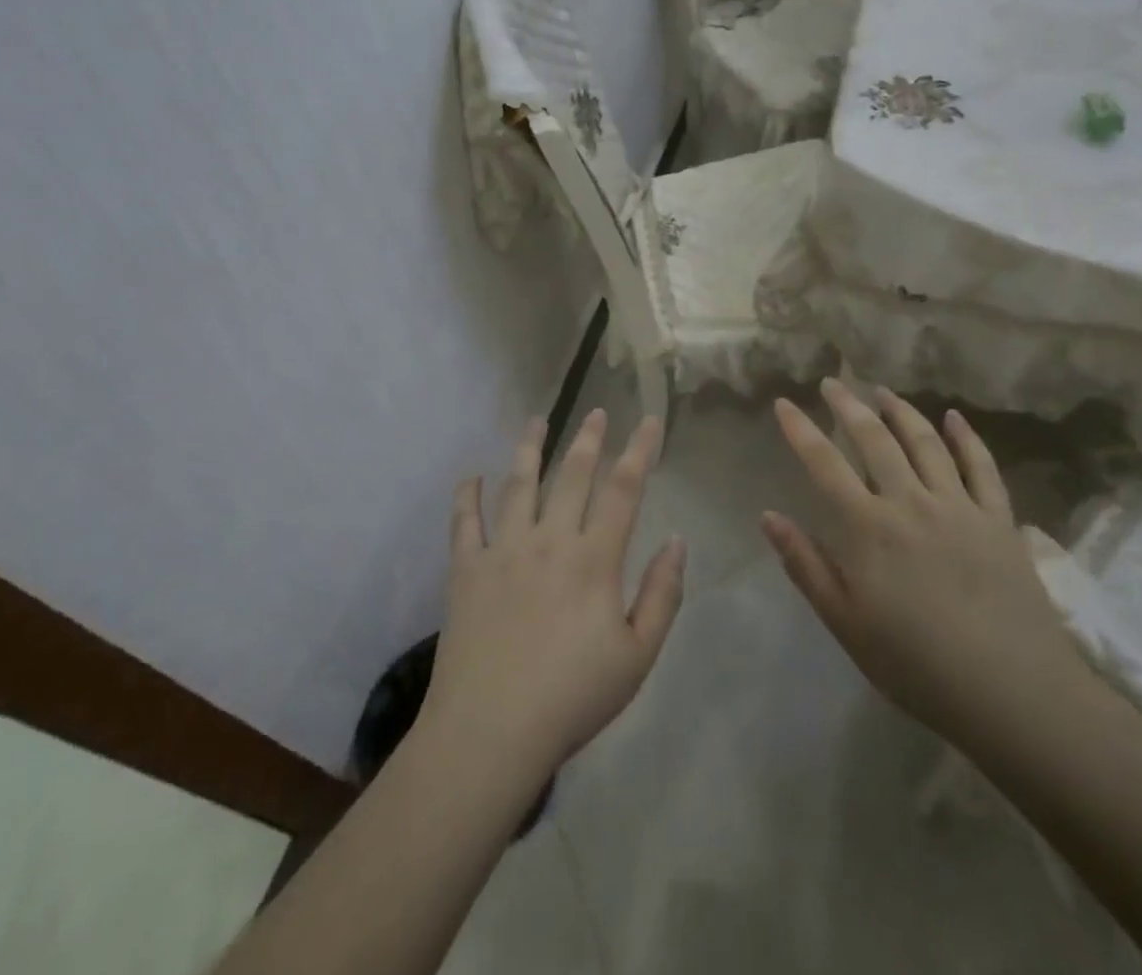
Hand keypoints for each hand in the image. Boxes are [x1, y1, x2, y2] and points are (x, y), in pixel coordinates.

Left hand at [421, 411, 685, 783]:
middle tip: (597, 411)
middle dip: (589, 439)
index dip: (640, 451)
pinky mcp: (466, 568)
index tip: (650, 420)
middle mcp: (549, 539)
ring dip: (530, 448)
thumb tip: (676, 540)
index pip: (623, 490)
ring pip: (519, 484)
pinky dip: (467, 495)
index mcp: (594, 559)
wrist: (490, 730)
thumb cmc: (572, 697)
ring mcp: (503, 549)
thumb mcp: (637, 656)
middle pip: (573, 475)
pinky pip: (465, 521)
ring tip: (536, 421)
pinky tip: (470, 476)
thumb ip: (662, 595)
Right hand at [763, 381, 1084, 750]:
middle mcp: (910, 502)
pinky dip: (966, 437)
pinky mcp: (998, 520)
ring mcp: (959, 506)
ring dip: (901, 411)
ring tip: (883, 391)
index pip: (824, 463)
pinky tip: (954, 417)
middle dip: (848, 406)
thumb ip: (806, 565)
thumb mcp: (846, 623)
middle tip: (833, 383)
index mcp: (868, 528)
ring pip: (925, 442)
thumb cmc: (916, 664)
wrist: (1013, 694)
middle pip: (874, 439)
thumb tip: (768, 516)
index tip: (784, 403)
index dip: (801, 429)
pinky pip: (982, 466)